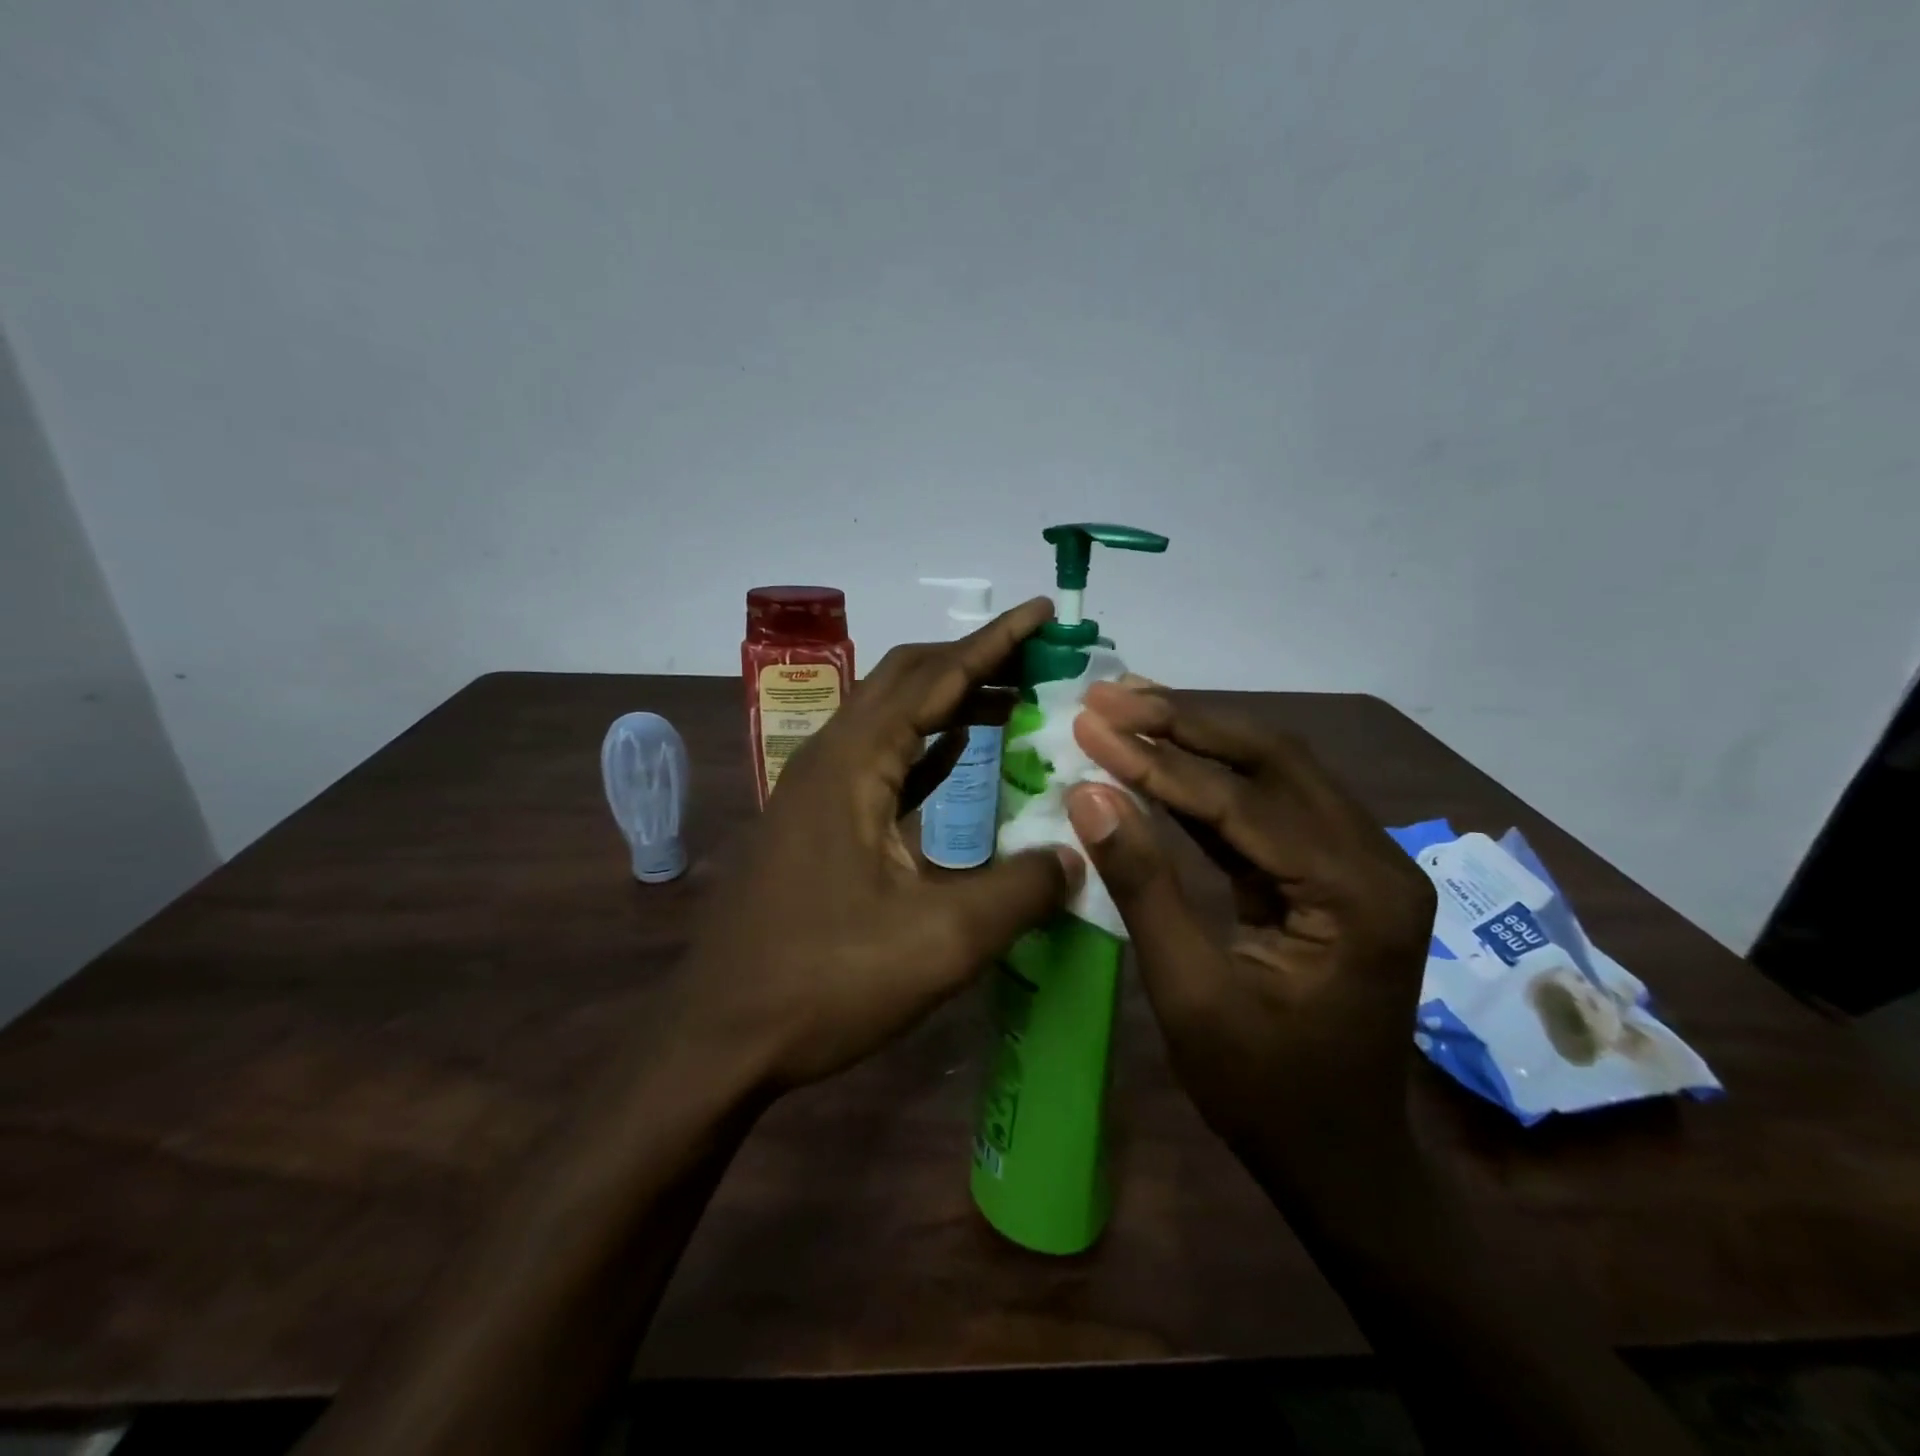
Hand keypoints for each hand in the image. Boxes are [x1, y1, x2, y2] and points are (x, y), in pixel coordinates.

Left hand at [677, 598, 1083, 1091]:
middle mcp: (829, 759)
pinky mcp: (817, 823)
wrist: (720, 1038)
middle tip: (1038, 657)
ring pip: (892, 720)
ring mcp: (817, 791)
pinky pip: (881, 762)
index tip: (1041, 612)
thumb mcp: (939, 942)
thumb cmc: (824, 982)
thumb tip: (1074, 856)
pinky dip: (927, 747)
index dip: (994, 642)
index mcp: (852, 764)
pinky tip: (960, 751)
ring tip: (1014, 696)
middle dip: (973, 661)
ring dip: (950, 702)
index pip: (934, 677)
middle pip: (906, 681)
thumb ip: (1019, 891)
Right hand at [1063, 683, 1435, 1193]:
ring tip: (1126, 708)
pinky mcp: (1333, 872)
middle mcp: (1373, 859)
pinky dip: (1208, 780)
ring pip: (1273, 771)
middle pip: (1273, 758)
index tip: (1090, 723)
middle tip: (1109, 697)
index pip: (1242, 800)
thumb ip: (1143, 886)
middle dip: (1184, 721)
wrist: (1339, 1161)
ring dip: (1196, 737)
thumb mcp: (1190, 995)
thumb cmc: (1265, 1093)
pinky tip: (1160, 758)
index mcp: (1354, 893)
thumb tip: (1089, 795)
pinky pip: (1266, 807)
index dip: (1157, 760)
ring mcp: (1359, 862)